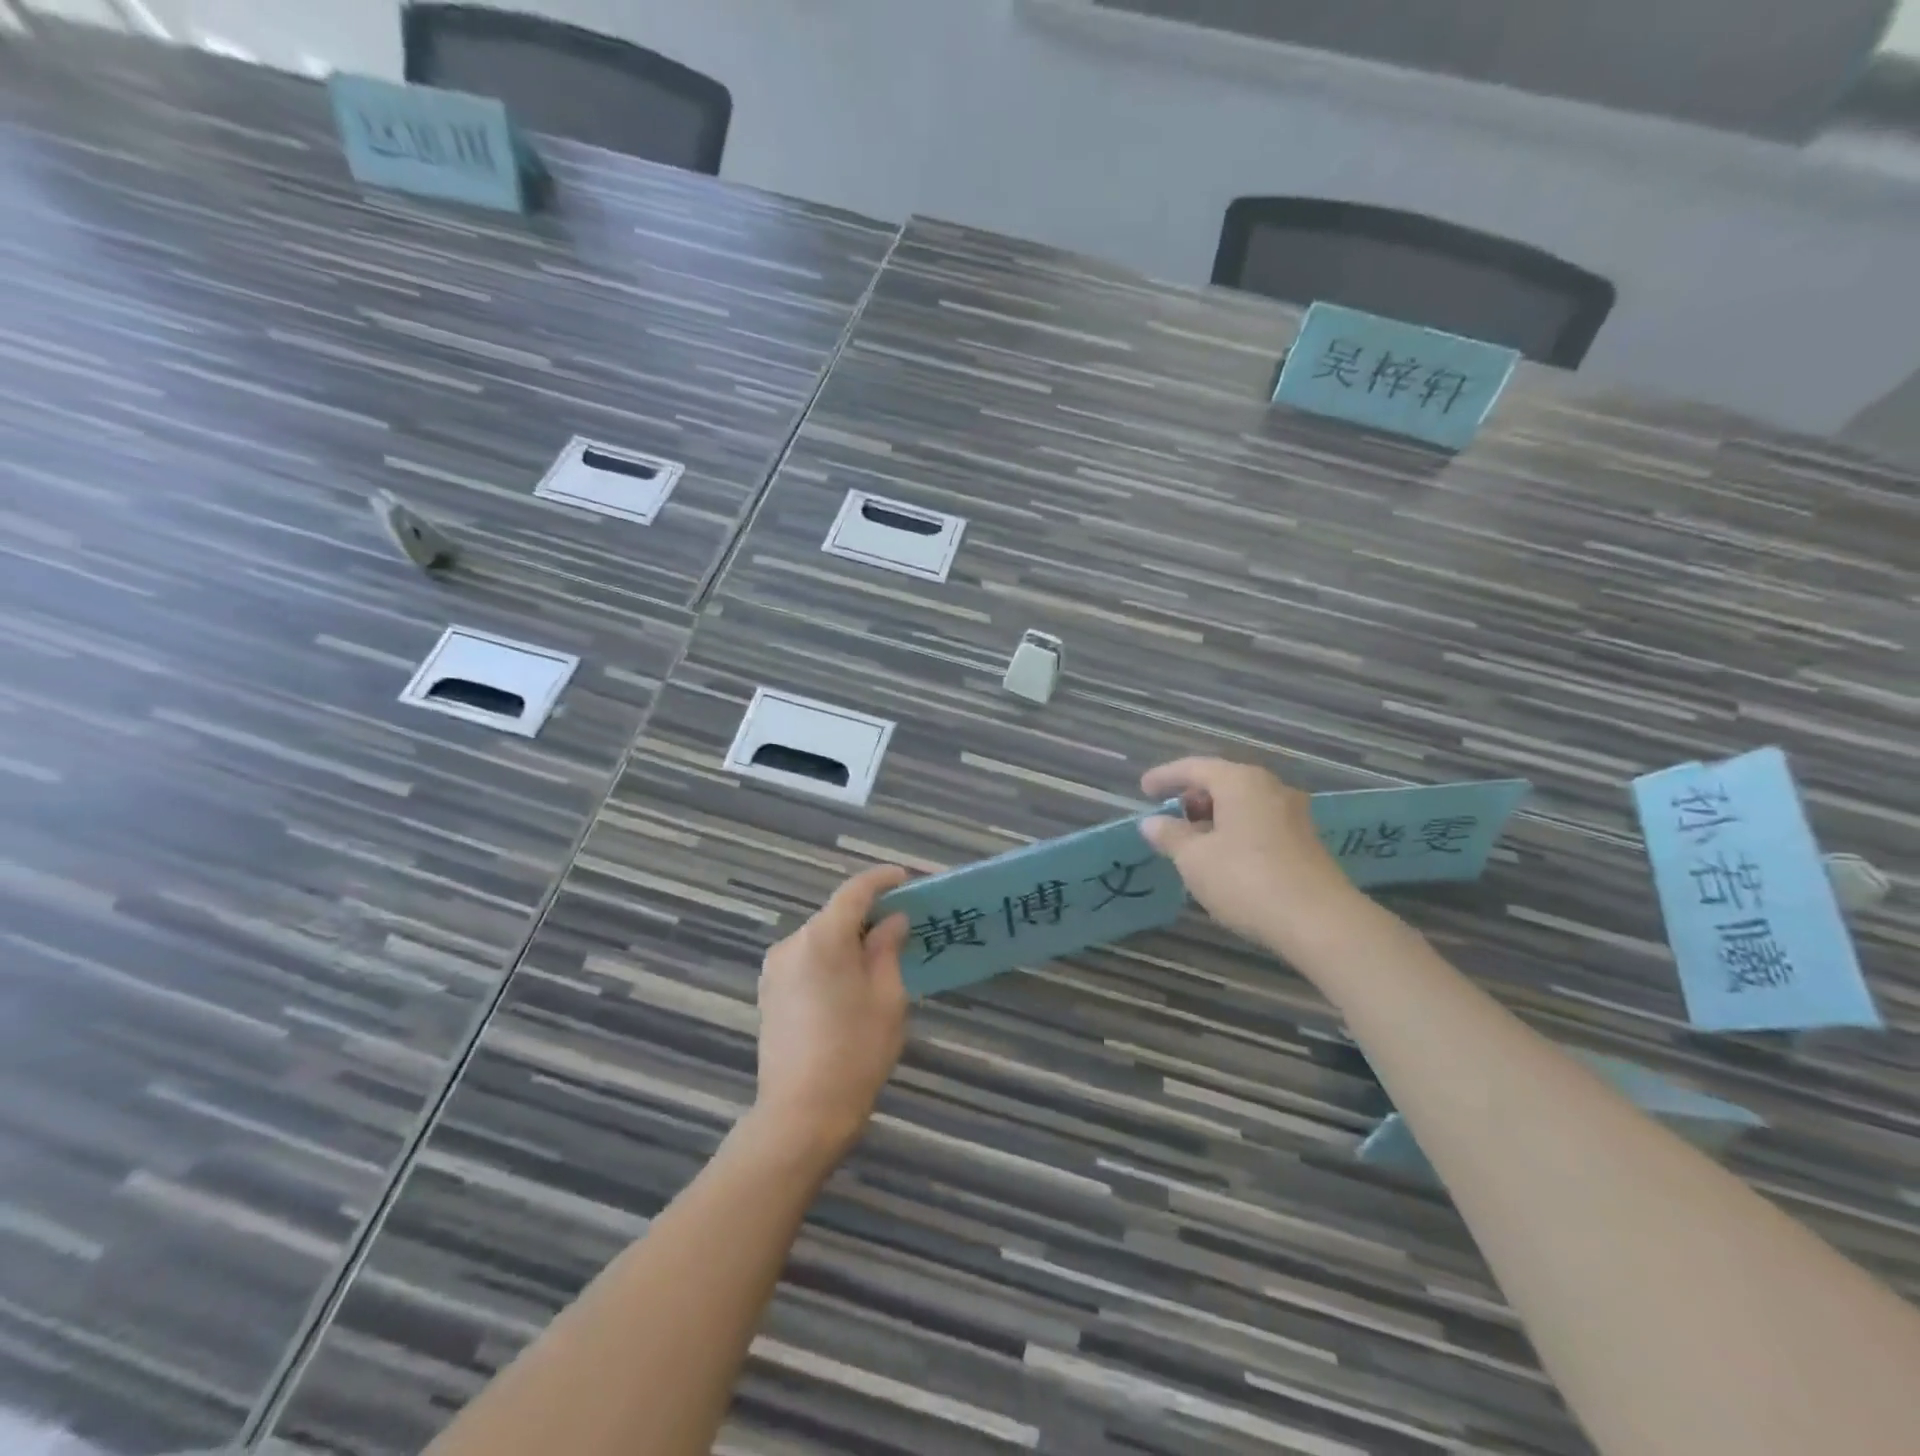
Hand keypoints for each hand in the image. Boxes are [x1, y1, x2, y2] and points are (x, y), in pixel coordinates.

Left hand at [754, 864, 911, 1163]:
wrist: (801, 1114)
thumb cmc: (856, 1051)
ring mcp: (774, 969)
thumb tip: (891, 921)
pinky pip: (805, 961)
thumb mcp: (887, 997)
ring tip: (878, 957)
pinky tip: (849, 982)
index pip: (854, 892)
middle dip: (867, 915)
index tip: (904, 878)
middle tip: (901, 924)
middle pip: (834, 915)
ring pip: (819, 939)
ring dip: (847, 940)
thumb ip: (887, 949)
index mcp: (823, 938)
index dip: (881, 880)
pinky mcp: (769, 993)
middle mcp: (792, 943)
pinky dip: (830, 960)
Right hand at [1139, 757, 1360, 952]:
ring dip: (1216, 816)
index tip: (1144, 789)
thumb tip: (1151, 823)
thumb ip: (1170, 836)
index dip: (1165, 777)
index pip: (1194, 767)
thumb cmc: (1246, 880)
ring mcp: (1293, 813)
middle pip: (1223, 782)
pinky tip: (1225, 858)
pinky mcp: (1306, 840)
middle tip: (1171, 817)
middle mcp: (1270, 787)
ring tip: (1194, 842)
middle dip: (1193, 797)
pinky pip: (1260, 822)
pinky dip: (1236, 830)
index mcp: (1240, 781)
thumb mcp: (1194, 859)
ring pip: (1244, 803)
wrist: (1320, 922)